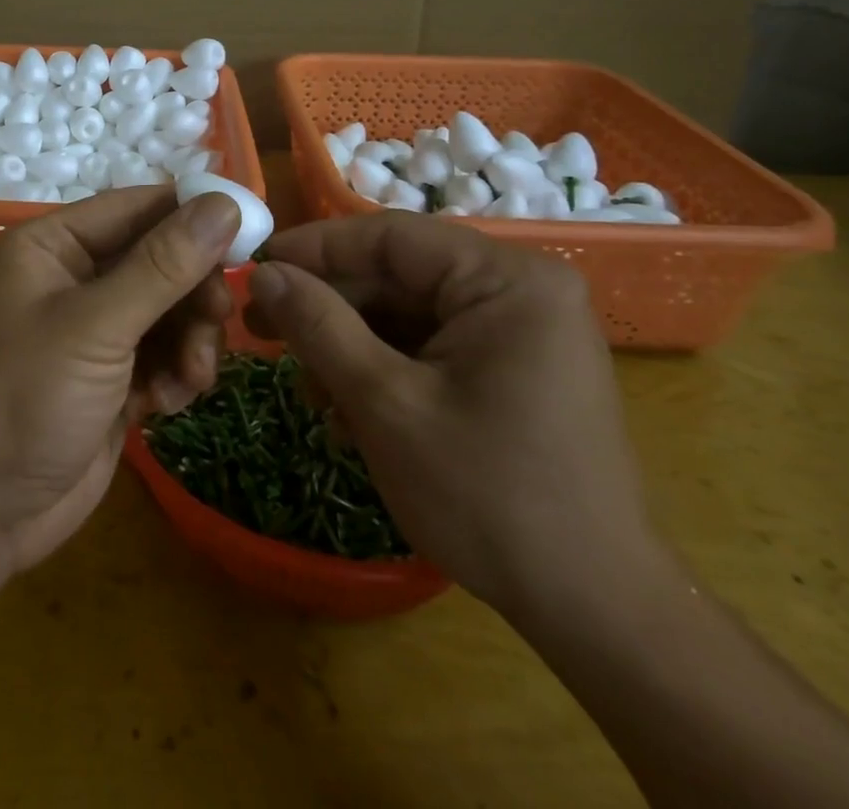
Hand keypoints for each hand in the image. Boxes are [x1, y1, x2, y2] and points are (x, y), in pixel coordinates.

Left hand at [0, 186, 241, 572]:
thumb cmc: (26, 399)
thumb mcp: (96, 326)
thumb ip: (163, 266)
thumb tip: (223, 204)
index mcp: (53, 245)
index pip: (136, 207)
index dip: (193, 215)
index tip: (250, 234)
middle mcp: (73, 276)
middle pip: (161, 259)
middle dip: (193, 293)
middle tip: (218, 319)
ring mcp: (94, 328)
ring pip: (170, 308)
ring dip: (191, 339)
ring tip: (192, 378)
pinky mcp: (112, 373)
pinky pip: (164, 351)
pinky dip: (175, 372)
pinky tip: (166, 404)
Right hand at [246, 213, 655, 613]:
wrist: (594, 612)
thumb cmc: (488, 497)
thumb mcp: (385, 403)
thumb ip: (318, 326)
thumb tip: (262, 273)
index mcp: (507, 280)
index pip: (389, 236)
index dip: (315, 248)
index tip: (254, 268)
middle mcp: (519, 290)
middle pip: (397, 274)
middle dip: (328, 305)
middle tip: (260, 329)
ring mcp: (520, 330)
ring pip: (407, 311)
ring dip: (349, 343)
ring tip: (306, 387)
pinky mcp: (512, 366)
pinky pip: (430, 344)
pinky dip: (382, 367)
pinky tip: (347, 408)